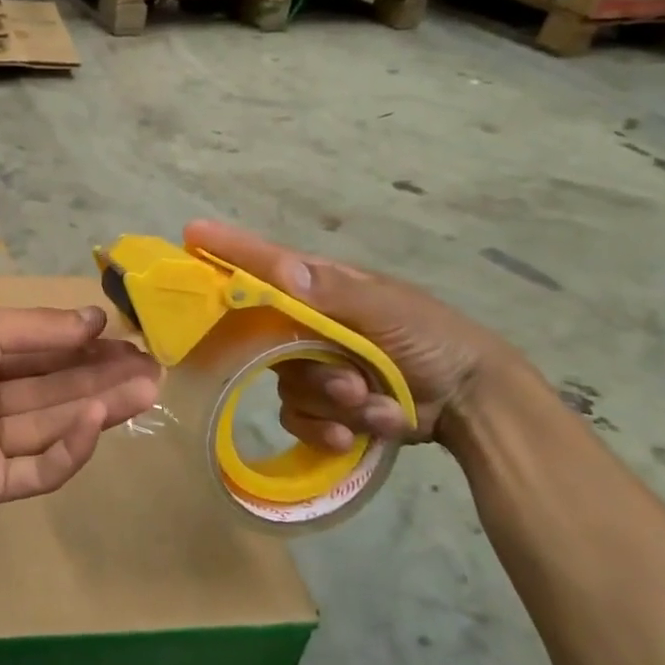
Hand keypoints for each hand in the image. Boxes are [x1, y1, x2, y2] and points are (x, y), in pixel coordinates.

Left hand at [0, 305, 161, 522]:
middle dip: (102, 378)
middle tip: (152, 370)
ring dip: (99, 408)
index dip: (84, 347)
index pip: (41, 352)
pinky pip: (36, 470)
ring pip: (52, 425)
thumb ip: (40, 328)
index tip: (128, 342)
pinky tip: (98, 424)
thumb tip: (94, 319)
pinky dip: (69, 448)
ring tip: (146, 391)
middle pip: (53, 389)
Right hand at [185, 220, 516, 450]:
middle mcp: (309, 325)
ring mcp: (315, 368)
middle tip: (349, 383)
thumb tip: (281, 269)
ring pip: (288, 387)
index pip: (266, 265)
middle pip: (269, 342)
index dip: (229, 251)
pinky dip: (332, 430)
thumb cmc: (433, 339)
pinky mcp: (324, 408)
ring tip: (375, 406)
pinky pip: (299, 420)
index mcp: (322, 289)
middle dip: (313, 369)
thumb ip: (334, 292)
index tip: (192, 233)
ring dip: (333, 404)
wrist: (473, 403)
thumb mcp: (388, 310)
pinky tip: (363, 431)